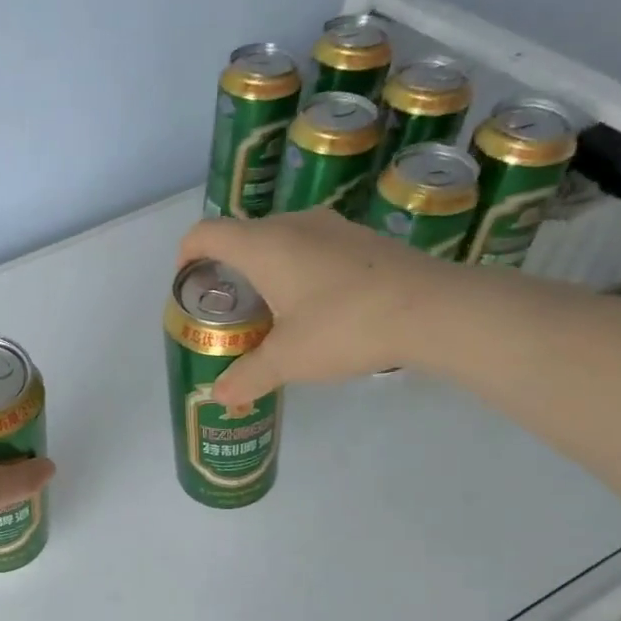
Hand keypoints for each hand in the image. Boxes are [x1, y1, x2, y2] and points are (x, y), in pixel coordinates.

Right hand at [176, 209, 472, 404]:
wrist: (433, 309)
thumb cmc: (344, 326)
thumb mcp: (288, 360)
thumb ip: (247, 376)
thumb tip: (218, 396)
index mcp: (263, 245)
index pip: (207, 233)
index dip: (187, 253)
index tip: (186, 281)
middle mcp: (292, 224)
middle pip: (242, 236)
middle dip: (227, 269)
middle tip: (229, 309)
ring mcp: (331, 226)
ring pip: (280, 239)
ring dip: (266, 268)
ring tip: (272, 310)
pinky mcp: (361, 238)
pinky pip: (312, 245)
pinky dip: (299, 268)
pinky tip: (316, 305)